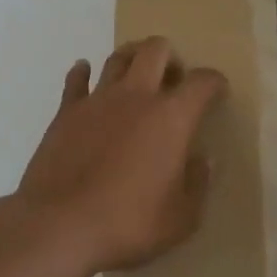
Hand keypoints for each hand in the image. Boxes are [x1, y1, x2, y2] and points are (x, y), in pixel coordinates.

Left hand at [13, 37, 224, 274]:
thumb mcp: (180, 218)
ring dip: (131, 57)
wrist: (58, 226)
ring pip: (118, 58)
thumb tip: (203, 160)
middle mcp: (137, 96)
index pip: (202, 82)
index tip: (218, 90)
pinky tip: (85, 73)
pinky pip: (76, 81)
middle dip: (170, 56)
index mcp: (172, 117)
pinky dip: (82, 73)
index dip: (214, 82)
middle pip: (156, 50)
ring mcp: (98, 100)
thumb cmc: (128, 223)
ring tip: (136, 72)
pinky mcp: (66, 112)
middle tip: (173, 78)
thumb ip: (197, 184)